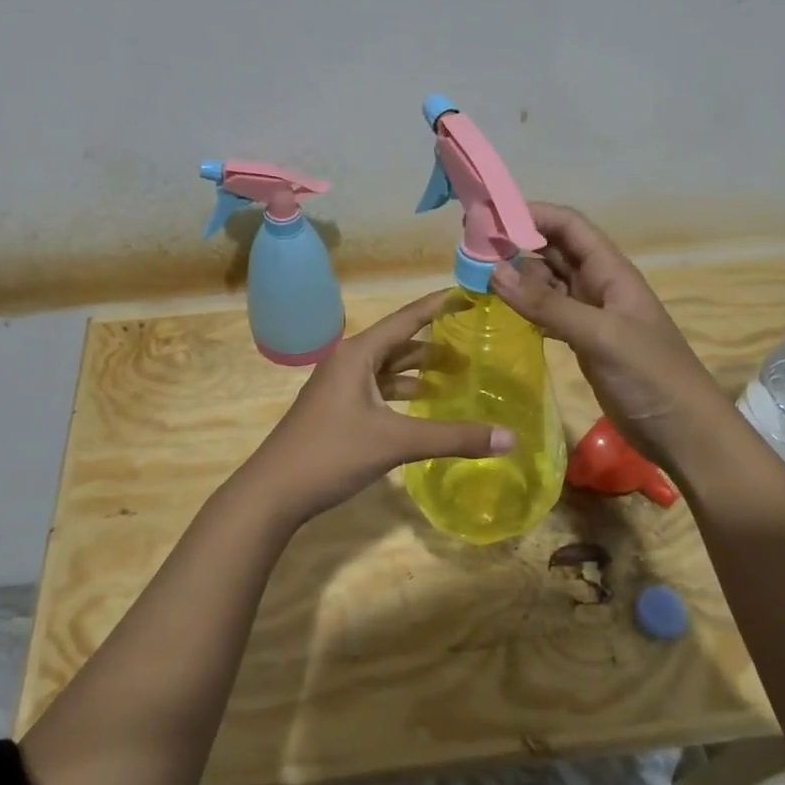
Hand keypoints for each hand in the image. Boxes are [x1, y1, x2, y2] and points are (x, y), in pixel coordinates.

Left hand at [237, 291, 515, 524]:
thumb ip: (453, 437)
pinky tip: (424, 402)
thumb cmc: (332, 454)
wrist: (274, 491)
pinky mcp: (338, 409)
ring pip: (388, 368)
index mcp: (358, 354)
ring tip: (458, 372)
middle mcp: (348, 361)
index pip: (407, 318)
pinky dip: (403, 391)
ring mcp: (340, 386)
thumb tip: (510, 438)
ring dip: (419, 368)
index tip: (469, 292)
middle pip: (399, 342)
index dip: (439, 305)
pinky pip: (378, 388)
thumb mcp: (395, 442)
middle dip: (435, 342)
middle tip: (475, 342)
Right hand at [490, 202, 721, 463]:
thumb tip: (494, 271)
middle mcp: (599, 284)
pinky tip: (502, 309)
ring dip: (517, 276)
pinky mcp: (582, 340)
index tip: (488, 217)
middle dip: (516, 243)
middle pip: (553, 250)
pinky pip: (548, 311)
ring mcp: (590, 313)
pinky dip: (526, 306)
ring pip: (547, 281)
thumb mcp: (600, 335)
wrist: (683, 431)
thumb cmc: (650, 376)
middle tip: (471, 249)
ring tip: (477, 277)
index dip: (531, 214)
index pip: (568, 226)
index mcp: (611, 271)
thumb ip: (548, 305)